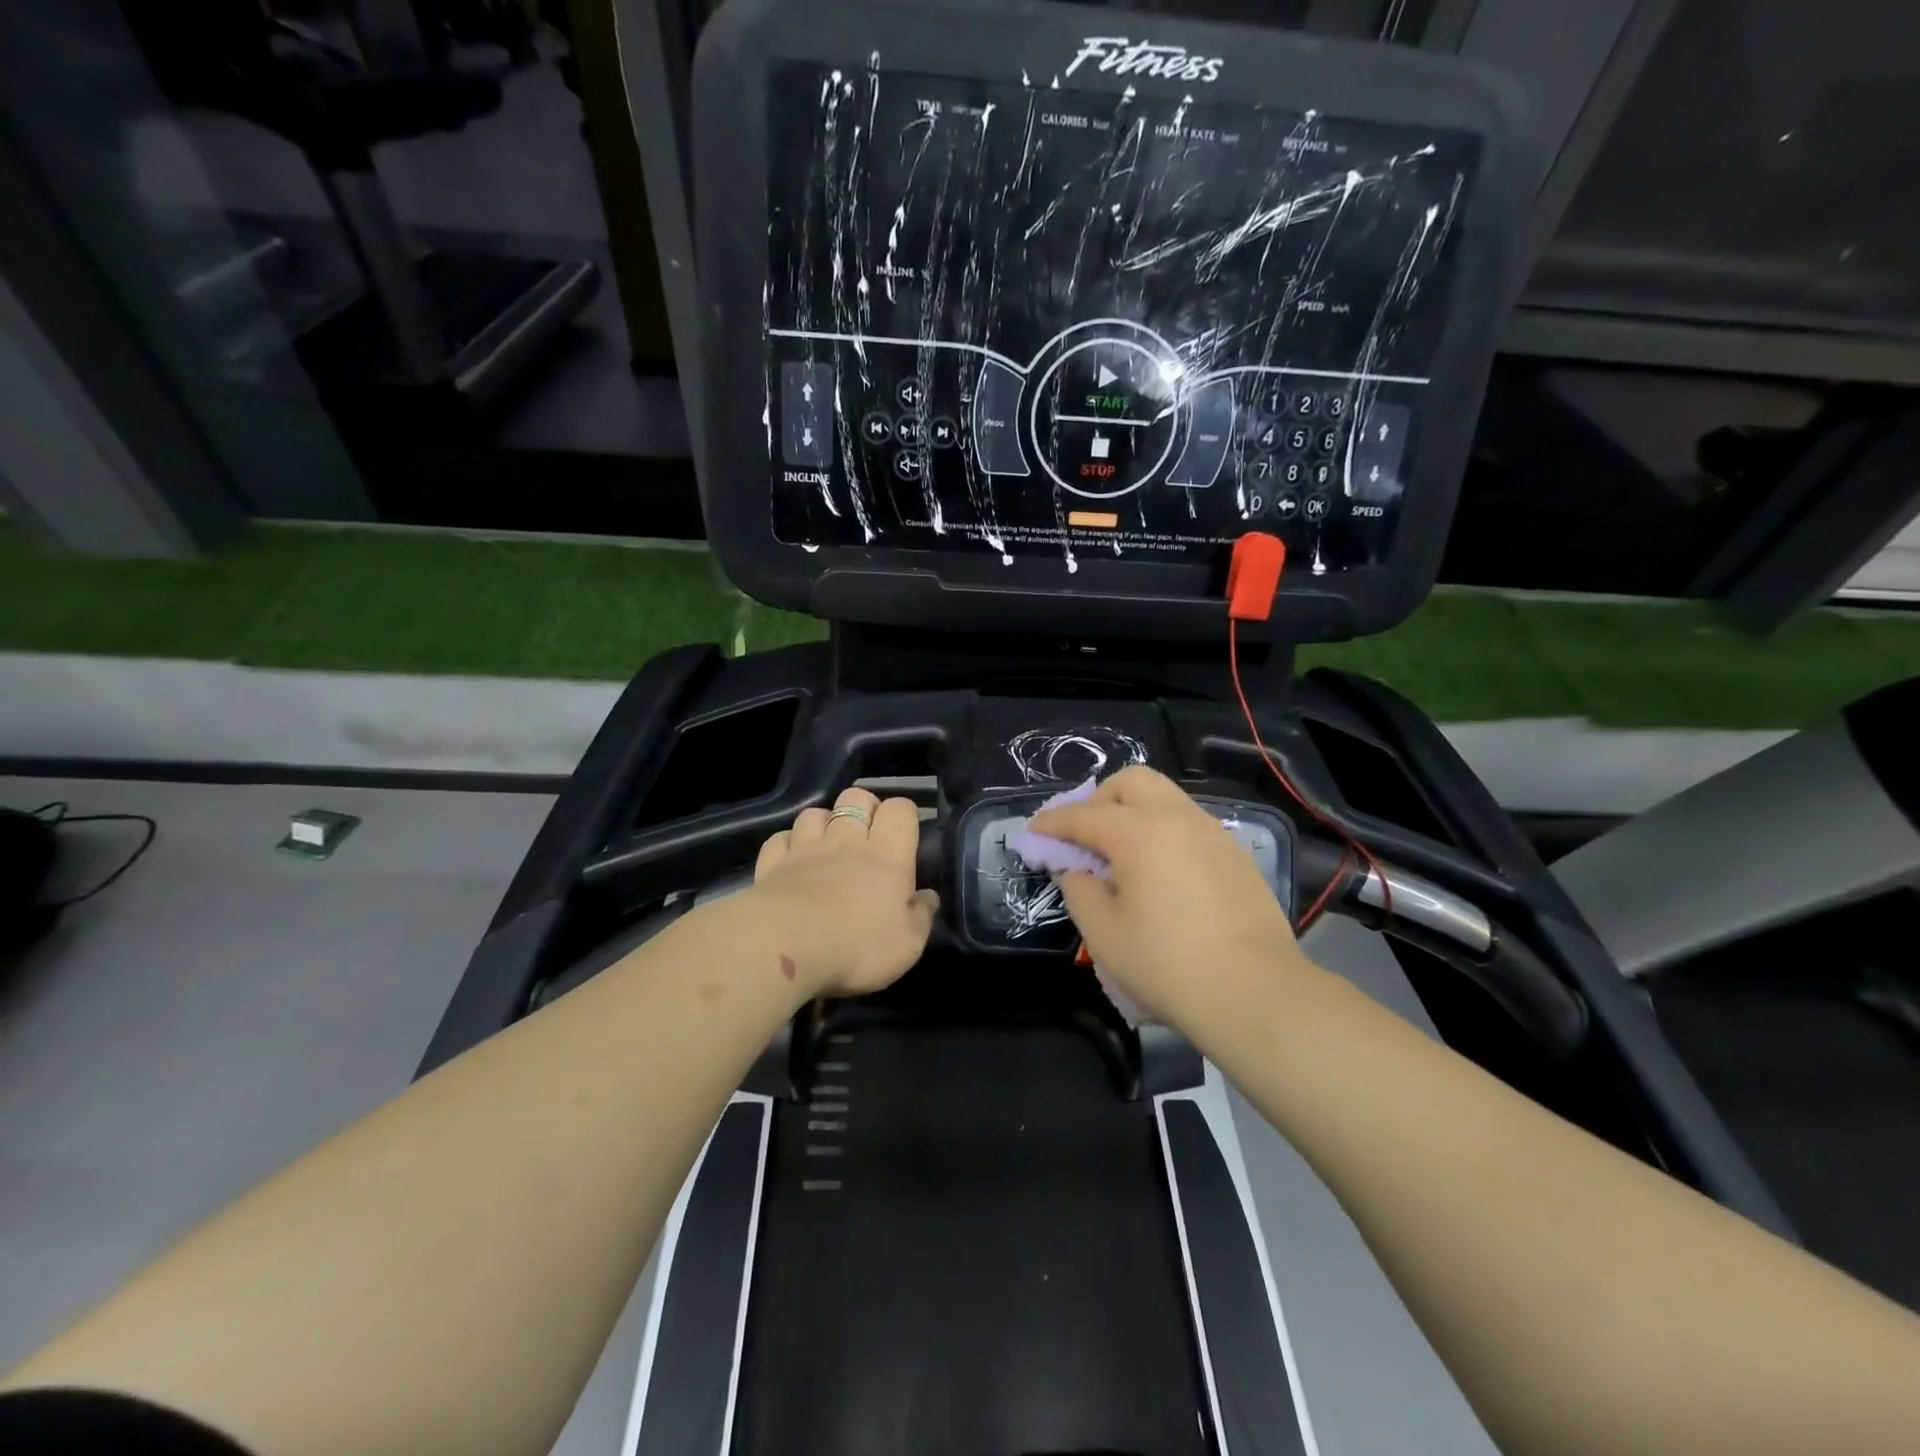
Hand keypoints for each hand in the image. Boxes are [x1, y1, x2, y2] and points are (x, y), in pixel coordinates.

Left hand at [749, 787, 938, 998]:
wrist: (786, 951)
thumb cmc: (857, 947)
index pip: (900, 809)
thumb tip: (928, 896)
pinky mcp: (772, 864)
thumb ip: (921, 915)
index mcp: (887, 855)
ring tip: (827, 844)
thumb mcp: (908, 944)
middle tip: (868, 833)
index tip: (905, 834)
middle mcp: (846, 840)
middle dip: (864, 807)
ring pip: (815, 813)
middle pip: (856, 797)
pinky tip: (791, 858)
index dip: (904, 814)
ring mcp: (805, 848)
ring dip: (824, 822)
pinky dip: (787, 843)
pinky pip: (780, 839)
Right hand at [1030, 765, 1313, 1027]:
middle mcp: (1177, 818)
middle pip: (1130, 782)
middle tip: (1082, 836)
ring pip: (1163, 797)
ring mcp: (1212, 833)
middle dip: (1097, 799)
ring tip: (1118, 853)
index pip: (1083, 814)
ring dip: (1132, 811)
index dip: (1052, 823)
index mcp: (1139, 832)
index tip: (1032, 832)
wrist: (1255, 994)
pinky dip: (1161, 830)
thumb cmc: (1167, 965)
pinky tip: (1158, 870)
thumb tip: (1073, 867)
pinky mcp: (1234, 854)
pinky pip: (1187, 823)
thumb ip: (1077, 888)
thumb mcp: (1103, 933)